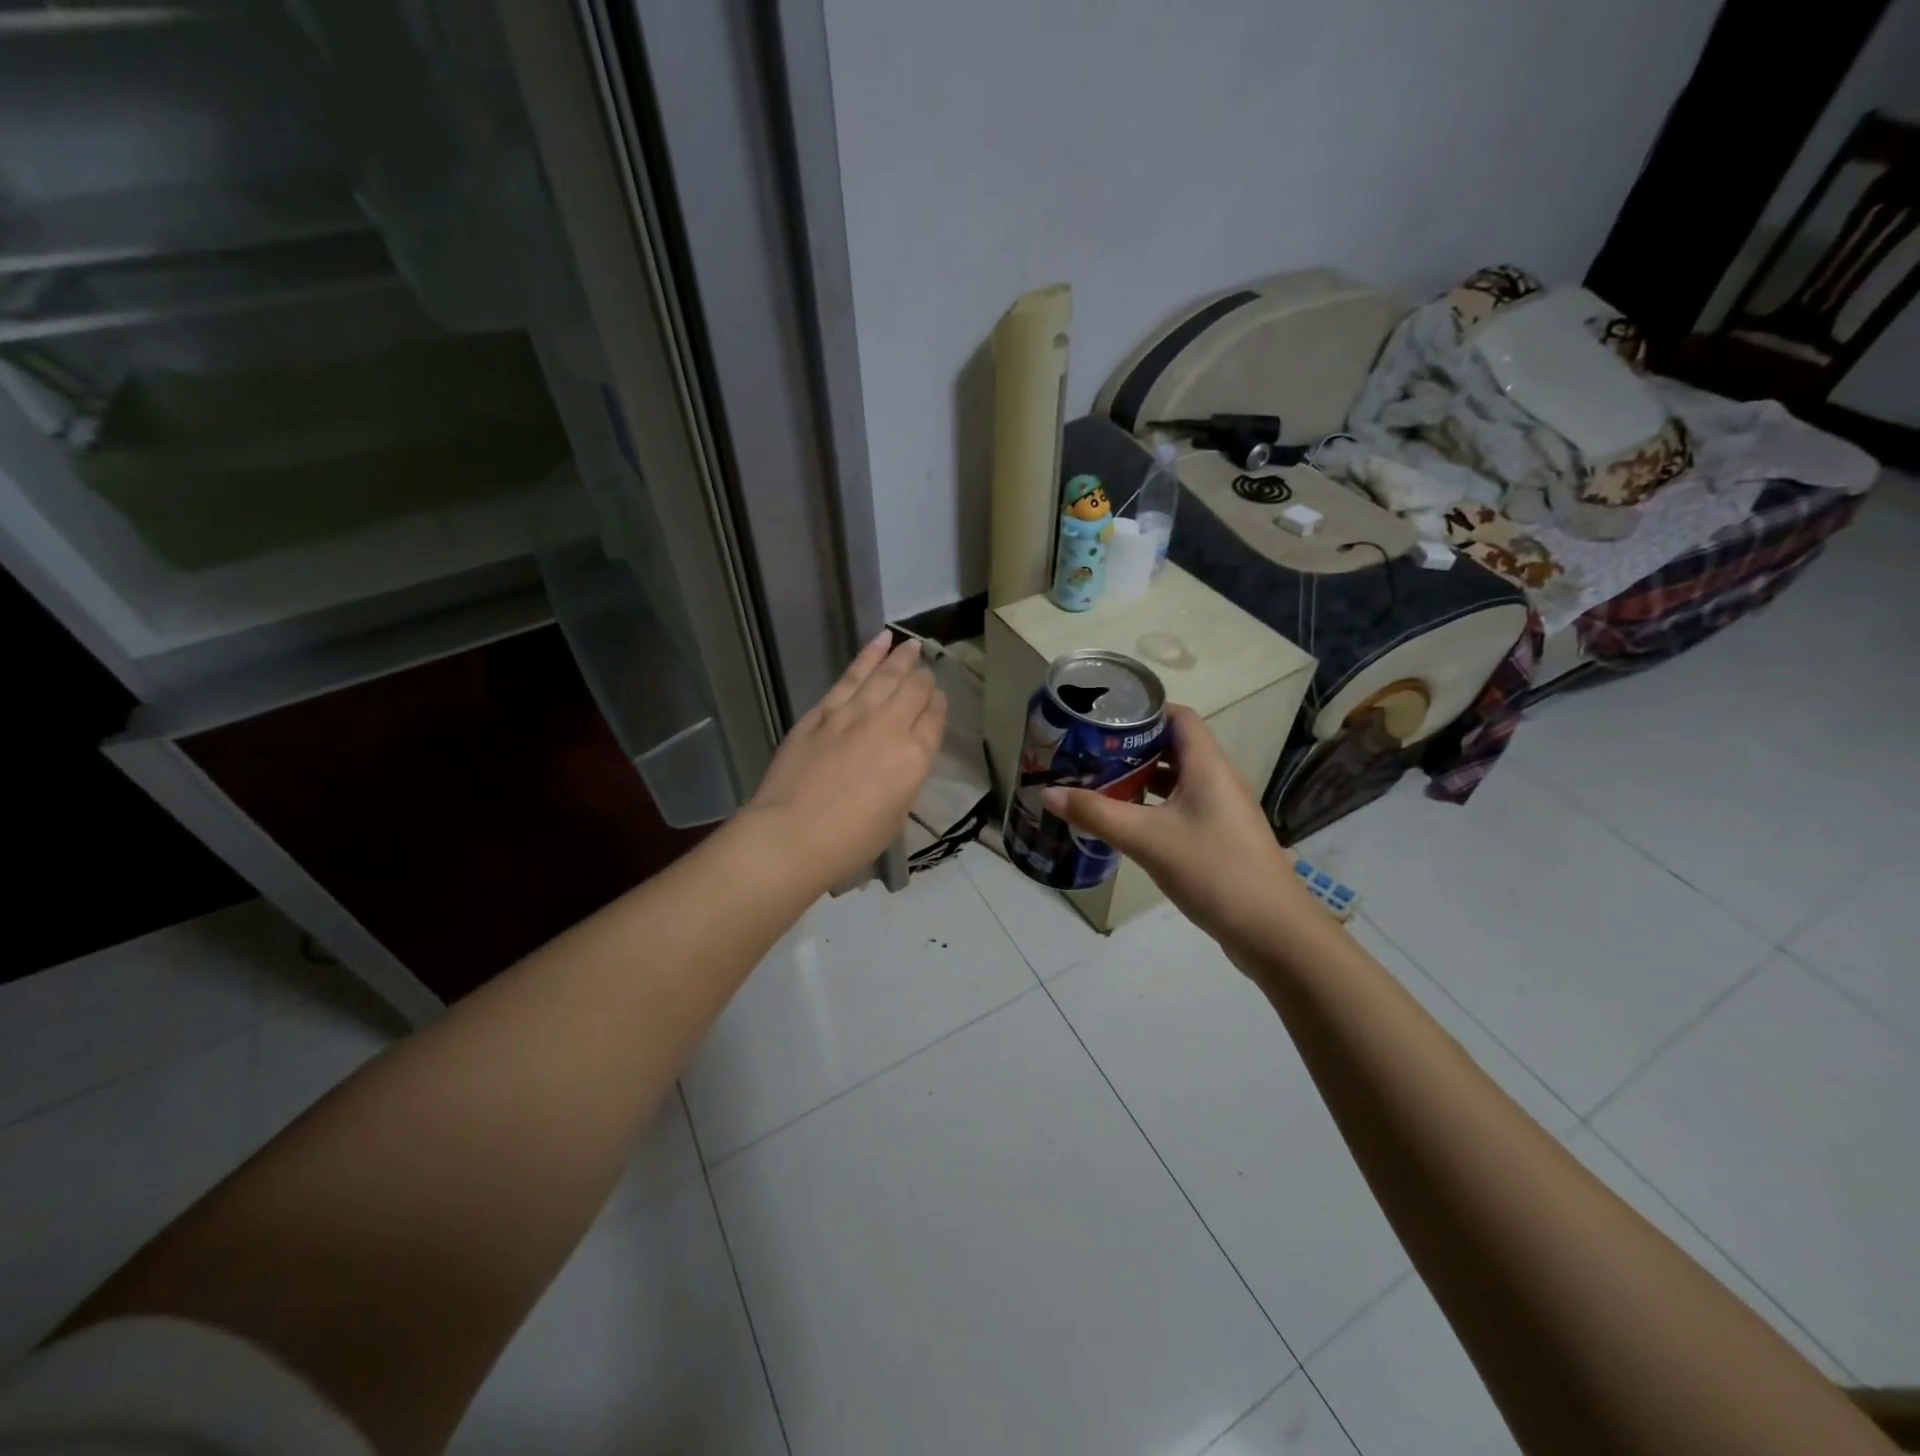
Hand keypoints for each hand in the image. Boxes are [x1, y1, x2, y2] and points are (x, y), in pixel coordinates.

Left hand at [742, 631, 945, 890]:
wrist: (791, 835)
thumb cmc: (849, 841)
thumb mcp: (895, 815)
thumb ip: (904, 777)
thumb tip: (903, 754)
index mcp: (915, 758)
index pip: (934, 719)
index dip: (938, 706)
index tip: (938, 699)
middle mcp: (890, 727)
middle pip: (914, 690)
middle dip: (923, 679)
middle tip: (925, 671)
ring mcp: (853, 714)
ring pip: (885, 675)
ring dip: (901, 657)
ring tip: (910, 645)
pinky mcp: (822, 711)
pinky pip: (851, 676)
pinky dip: (868, 656)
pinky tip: (880, 642)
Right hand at [1041, 705, 1314, 953]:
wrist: (1273, 931)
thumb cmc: (1212, 870)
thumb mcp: (1146, 839)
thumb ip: (1096, 814)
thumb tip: (1047, 792)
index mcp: (1206, 765)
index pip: (1178, 716)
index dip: (1143, 710)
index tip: (1102, 718)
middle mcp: (1217, 779)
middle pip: (1173, 747)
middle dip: (1131, 746)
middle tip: (1088, 751)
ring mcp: (1220, 810)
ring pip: (1176, 780)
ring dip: (1140, 779)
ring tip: (1098, 782)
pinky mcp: (1219, 837)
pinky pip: (1181, 807)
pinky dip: (1152, 806)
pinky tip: (1125, 822)